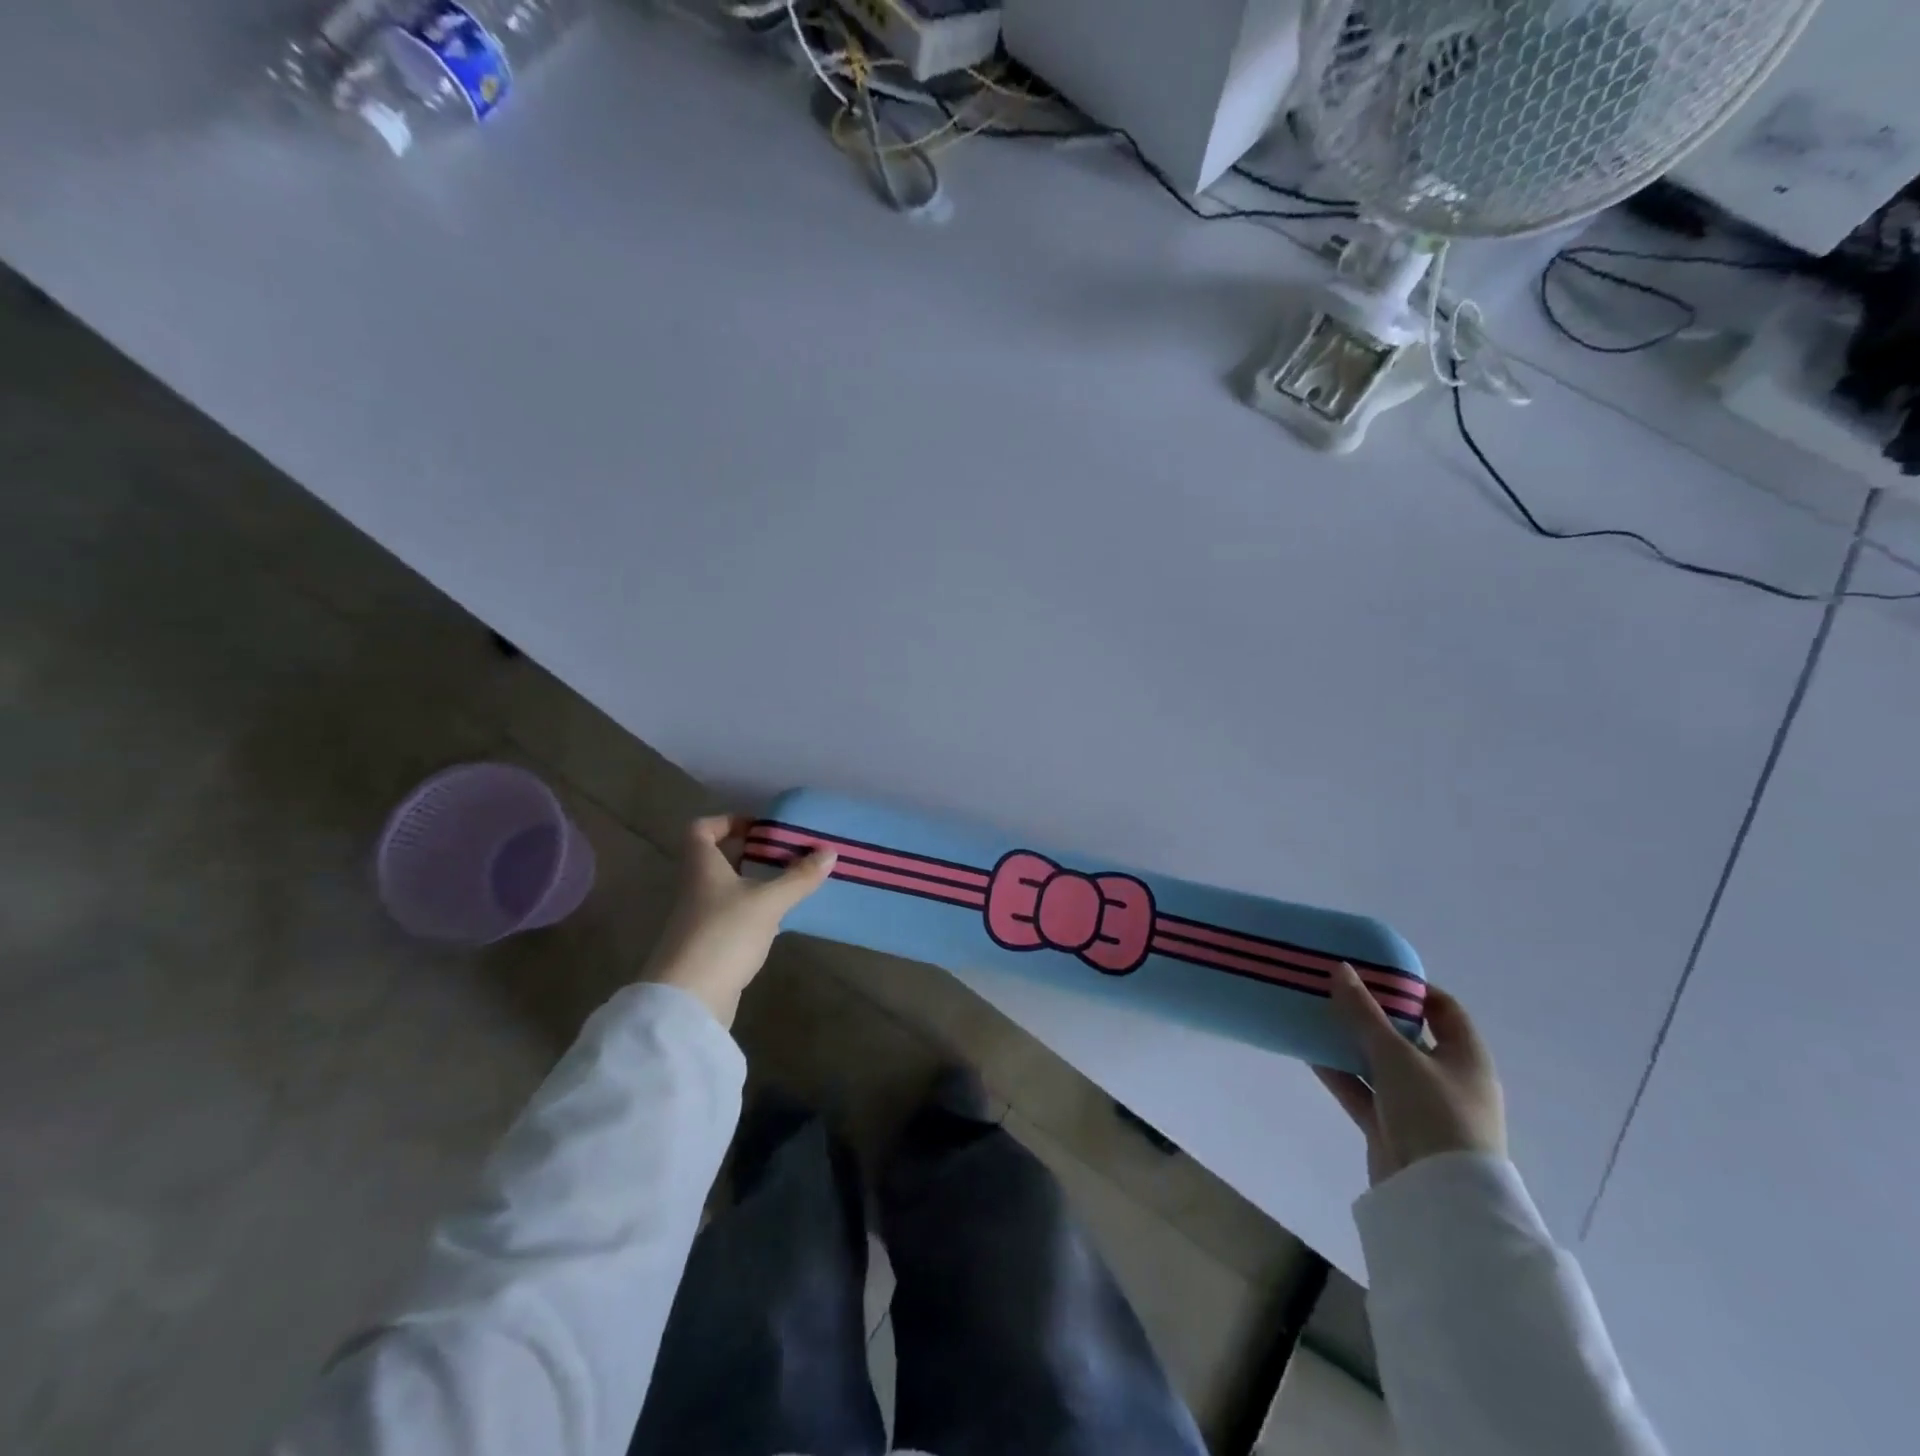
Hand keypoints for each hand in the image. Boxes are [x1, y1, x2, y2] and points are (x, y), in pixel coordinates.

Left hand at [640, 816, 836, 1027]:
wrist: (688, 1000)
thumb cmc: (724, 934)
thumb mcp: (768, 902)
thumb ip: (798, 877)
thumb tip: (829, 852)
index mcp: (702, 867)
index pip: (701, 830)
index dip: (727, 821)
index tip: (759, 828)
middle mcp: (695, 888)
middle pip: (717, 859)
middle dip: (750, 853)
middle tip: (785, 853)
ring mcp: (699, 919)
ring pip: (727, 889)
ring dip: (755, 883)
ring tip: (790, 883)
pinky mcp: (708, 946)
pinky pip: (732, 917)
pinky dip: (754, 912)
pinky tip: (779, 920)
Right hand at [1314, 963, 1505, 1185]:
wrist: (1438, 1198)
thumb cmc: (1433, 1113)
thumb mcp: (1396, 1055)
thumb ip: (1364, 1012)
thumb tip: (1341, 968)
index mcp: (1466, 1058)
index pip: (1444, 1009)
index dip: (1412, 988)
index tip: (1372, 971)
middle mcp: (1446, 1079)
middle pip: (1406, 1035)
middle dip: (1371, 1013)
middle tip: (1335, 989)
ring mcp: (1419, 1106)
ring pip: (1379, 1063)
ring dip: (1350, 1042)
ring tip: (1314, 1015)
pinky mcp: (1392, 1127)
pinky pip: (1363, 1091)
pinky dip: (1340, 1073)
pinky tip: (1308, 1052)